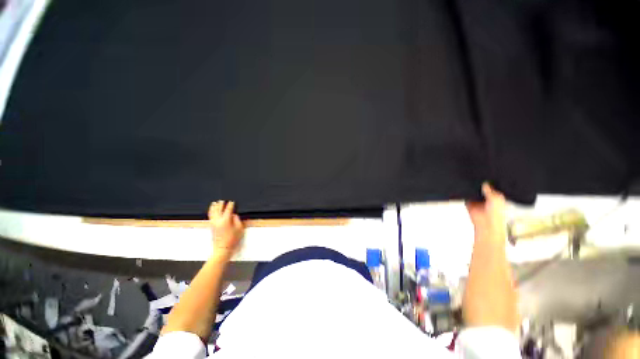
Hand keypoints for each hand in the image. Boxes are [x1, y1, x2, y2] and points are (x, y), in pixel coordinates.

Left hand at [208, 201, 244, 259]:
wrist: (222, 249)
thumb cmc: (232, 240)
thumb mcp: (239, 229)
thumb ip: (237, 220)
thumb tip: (234, 215)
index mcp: (226, 220)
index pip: (228, 209)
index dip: (230, 205)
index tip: (232, 202)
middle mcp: (218, 220)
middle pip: (218, 209)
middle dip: (220, 204)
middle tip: (222, 201)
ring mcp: (213, 223)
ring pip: (212, 213)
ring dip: (214, 207)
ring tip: (214, 203)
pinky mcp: (211, 227)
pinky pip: (210, 216)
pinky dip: (211, 212)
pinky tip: (212, 211)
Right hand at [466, 183, 506, 241]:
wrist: (486, 224)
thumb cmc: (496, 215)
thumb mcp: (497, 199)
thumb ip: (490, 190)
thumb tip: (485, 183)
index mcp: (496, 196)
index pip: (491, 186)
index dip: (489, 181)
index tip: (486, 176)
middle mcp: (486, 197)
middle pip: (481, 187)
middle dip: (479, 184)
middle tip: (478, 179)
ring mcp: (477, 200)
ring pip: (473, 190)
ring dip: (471, 188)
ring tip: (471, 183)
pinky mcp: (468, 202)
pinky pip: (465, 195)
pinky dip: (464, 193)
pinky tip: (465, 189)